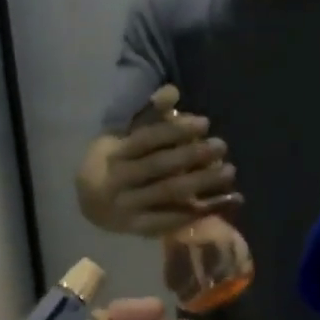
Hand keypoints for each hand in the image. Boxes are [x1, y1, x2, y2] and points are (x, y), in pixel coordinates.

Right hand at [98, 86, 240, 236]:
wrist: (89, 203)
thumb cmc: (116, 161)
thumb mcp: (125, 134)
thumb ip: (149, 113)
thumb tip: (172, 90)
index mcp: (113, 153)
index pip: (147, 139)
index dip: (176, 130)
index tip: (205, 122)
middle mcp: (118, 180)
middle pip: (160, 166)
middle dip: (194, 154)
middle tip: (222, 145)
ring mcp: (128, 207)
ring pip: (170, 193)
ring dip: (202, 182)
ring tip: (229, 171)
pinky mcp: (139, 228)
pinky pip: (173, 220)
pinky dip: (199, 212)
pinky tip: (223, 202)